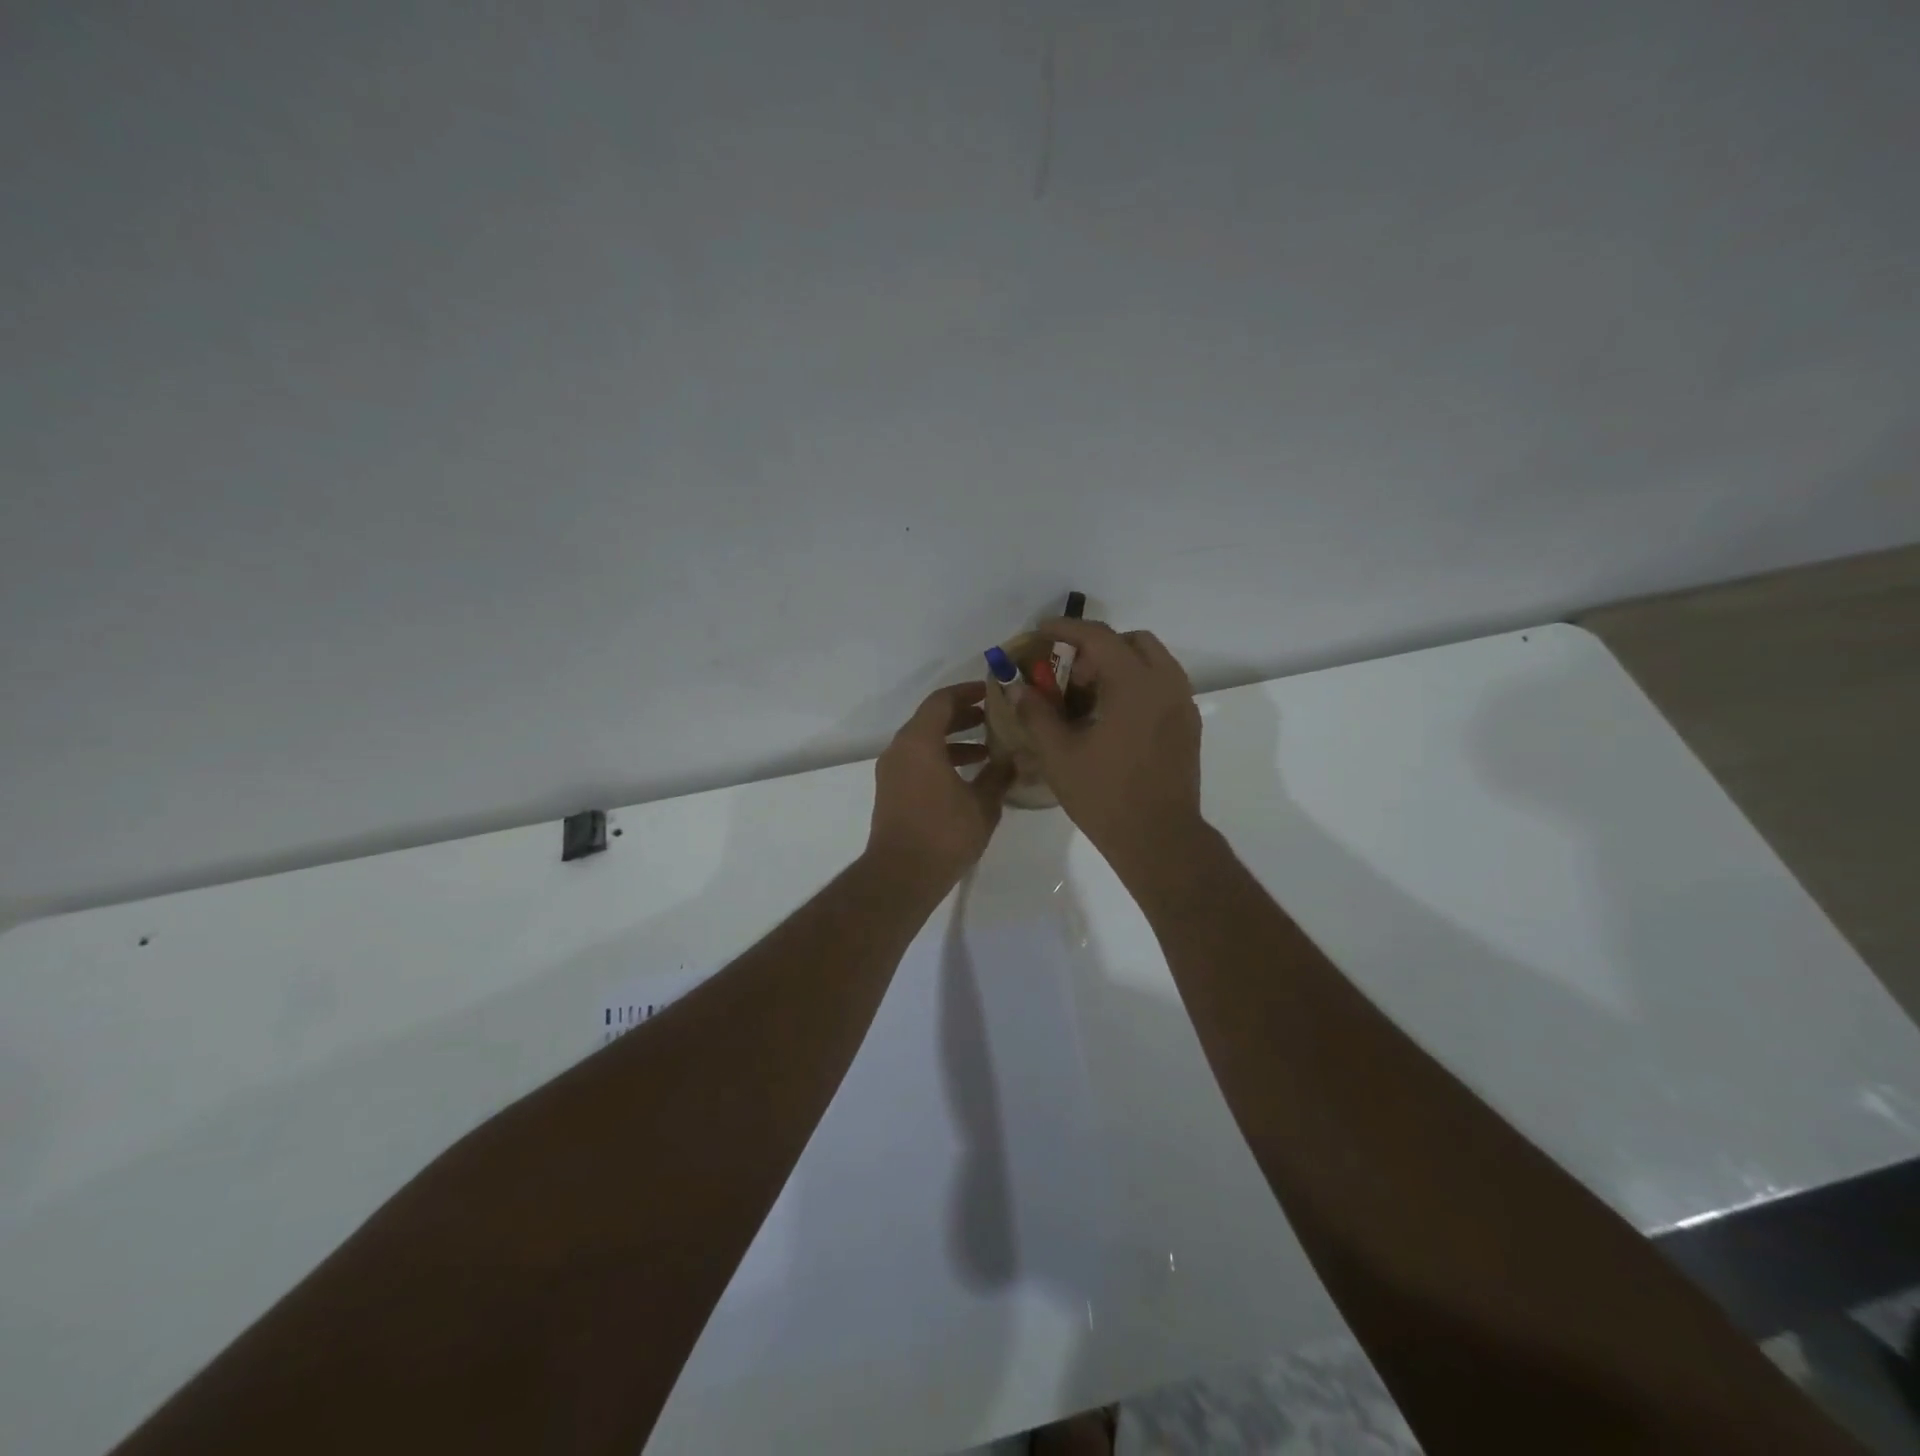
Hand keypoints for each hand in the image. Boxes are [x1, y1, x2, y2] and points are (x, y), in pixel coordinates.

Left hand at [867, 682, 1014, 888]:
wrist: (901, 875)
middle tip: (994, 718)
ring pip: (924, 742)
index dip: (968, 692)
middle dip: (963, 716)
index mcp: (919, 741)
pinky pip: (917, 761)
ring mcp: (892, 771)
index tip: (992, 692)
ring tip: (988, 750)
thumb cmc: (944, 833)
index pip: (942, 700)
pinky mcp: (891, 790)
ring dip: (954, 740)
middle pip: (931, 719)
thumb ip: (1000, 775)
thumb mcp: (982, 803)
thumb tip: (1016, 758)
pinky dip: (941, 759)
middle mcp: (900, 749)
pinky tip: (969, 776)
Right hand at [1009, 619, 1204, 878]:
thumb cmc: (1105, 796)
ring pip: (1152, 663)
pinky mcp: (1188, 726)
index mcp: (1135, 684)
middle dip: (1098, 647)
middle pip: (1133, 642)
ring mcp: (1183, 705)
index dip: (1067, 628)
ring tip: (1089, 697)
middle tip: (1071, 674)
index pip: (1099, 637)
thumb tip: (1018, 688)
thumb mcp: (1059, 755)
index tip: (1042, 630)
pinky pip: (1162, 686)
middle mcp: (1166, 684)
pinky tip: (1112, 718)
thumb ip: (1036, 714)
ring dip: (1120, 666)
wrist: (1159, 839)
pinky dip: (1136, 685)